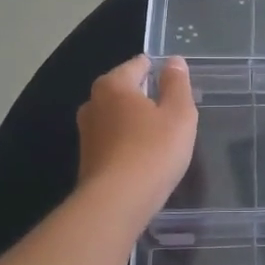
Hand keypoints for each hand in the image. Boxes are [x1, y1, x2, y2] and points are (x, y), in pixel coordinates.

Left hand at [76, 55, 197, 219]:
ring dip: (135, 121)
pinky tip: (144, 157)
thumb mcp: (179, 114)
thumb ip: (177, 84)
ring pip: (117, 116)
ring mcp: (86, 132)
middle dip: (146, 96)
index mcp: (113, 84)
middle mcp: (93, 103)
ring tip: (160, 136)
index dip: (158, 70)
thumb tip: (173, 61)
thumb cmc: (153, 151)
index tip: (176, 84)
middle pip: (124, 89)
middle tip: (172, 112)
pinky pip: (112, 140)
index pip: (138, 64)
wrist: (116, 203)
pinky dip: (127, 142)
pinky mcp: (87, 158)